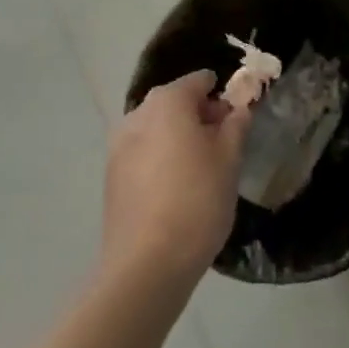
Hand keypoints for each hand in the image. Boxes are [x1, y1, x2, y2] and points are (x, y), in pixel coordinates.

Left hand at [104, 71, 251, 283]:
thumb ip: (236, 125)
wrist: (145, 266)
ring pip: (158, 129)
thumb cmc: (196, 201)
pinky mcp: (110, 177)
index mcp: (168, 101)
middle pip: (176, 103)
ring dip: (179, 139)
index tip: (237, 121)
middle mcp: (138, 114)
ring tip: (201, 171)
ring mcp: (118, 146)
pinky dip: (160, 160)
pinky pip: (143, 154)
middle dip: (200, 117)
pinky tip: (176, 190)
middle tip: (224, 147)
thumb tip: (237, 109)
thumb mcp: (229, 159)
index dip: (222, 97)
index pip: (200, 81)